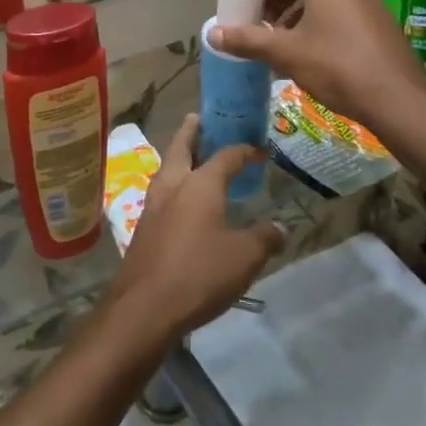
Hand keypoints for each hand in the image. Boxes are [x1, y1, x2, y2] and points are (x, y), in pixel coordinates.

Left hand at [105, 115, 283, 347]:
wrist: (145, 306)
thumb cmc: (199, 274)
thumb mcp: (244, 258)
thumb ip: (264, 238)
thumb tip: (281, 226)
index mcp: (200, 184)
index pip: (226, 156)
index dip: (245, 150)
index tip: (260, 149)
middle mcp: (173, 185)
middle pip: (182, 146)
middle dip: (193, 131)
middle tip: (202, 119)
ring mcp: (153, 204)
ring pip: (167, 167)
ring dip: (180, 155)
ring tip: (193, 155)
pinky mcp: (144, 225)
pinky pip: (161, 191)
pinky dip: (173, 183)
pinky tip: (181, 199)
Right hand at [207, 0, 425, 179]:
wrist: (399, 102)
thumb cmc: (337, 67)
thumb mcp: (286, 53)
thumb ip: (247, 40)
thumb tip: (212, 34)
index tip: (237, 2)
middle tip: (255, 20)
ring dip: (295, 11)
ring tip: (277, 39)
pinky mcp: (378, 19)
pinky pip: (339, 10)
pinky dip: (317, 21)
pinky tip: (307, 50)